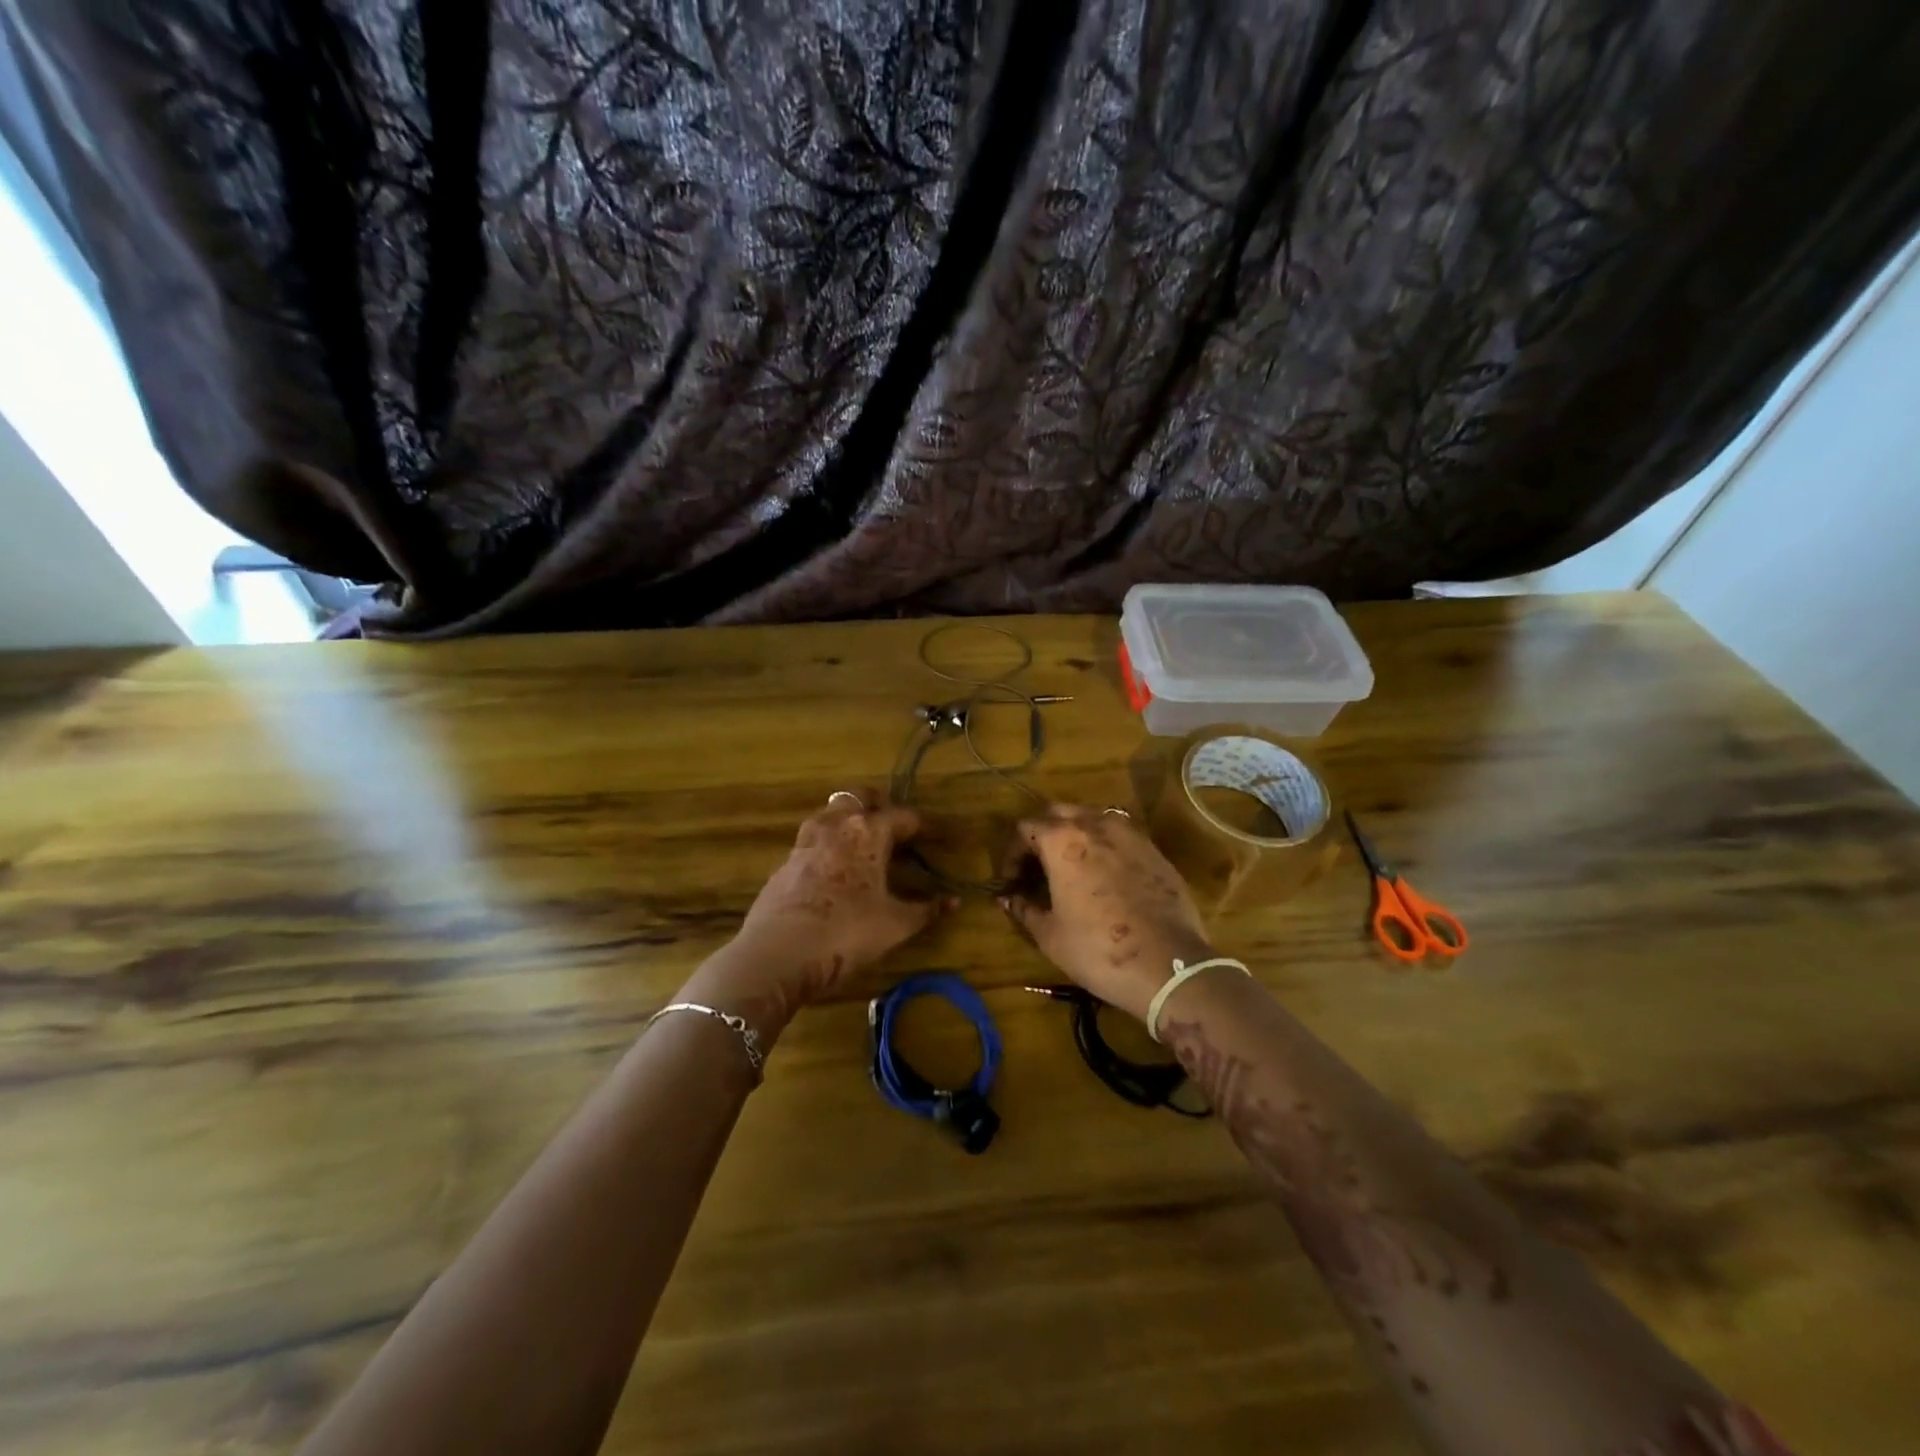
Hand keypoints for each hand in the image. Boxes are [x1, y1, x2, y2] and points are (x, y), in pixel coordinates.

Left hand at [712, 799, 953, 1020]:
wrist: (776, 955)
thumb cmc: (845, 934)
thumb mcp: (895, 925)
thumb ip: (926, 909)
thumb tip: (953, 901)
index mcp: (868, 832)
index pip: (904, 816)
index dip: (927, 825)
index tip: (942, 834)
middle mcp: (836, 825)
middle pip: (860, 796)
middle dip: (881, 804)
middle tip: (896, 824)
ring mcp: (805, 840)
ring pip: (832, 812)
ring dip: (850, 818)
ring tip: (865, 841)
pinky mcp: (785, 862)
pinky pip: (814, 838)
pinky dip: (830, 843)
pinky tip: (836, 867)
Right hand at [999, 804, 1213, 1022]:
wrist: (1168, 966)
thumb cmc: (1098, 950)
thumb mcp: (1050, 935)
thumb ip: (1024, 908)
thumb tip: (1008, 898)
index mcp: (1062, 839)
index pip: (1025, 828)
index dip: (1012, 854)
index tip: (1011, 881)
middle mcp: (1095, 824)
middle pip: (1058, 812)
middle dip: (1042, 834)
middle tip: (1037, 867)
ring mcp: (1129, 833)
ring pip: (1091, 818)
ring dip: (1074, 834)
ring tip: (1070, 867)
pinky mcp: (1154, 849)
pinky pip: (1120, 835)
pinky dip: (1104, 845)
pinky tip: (1104, 875)